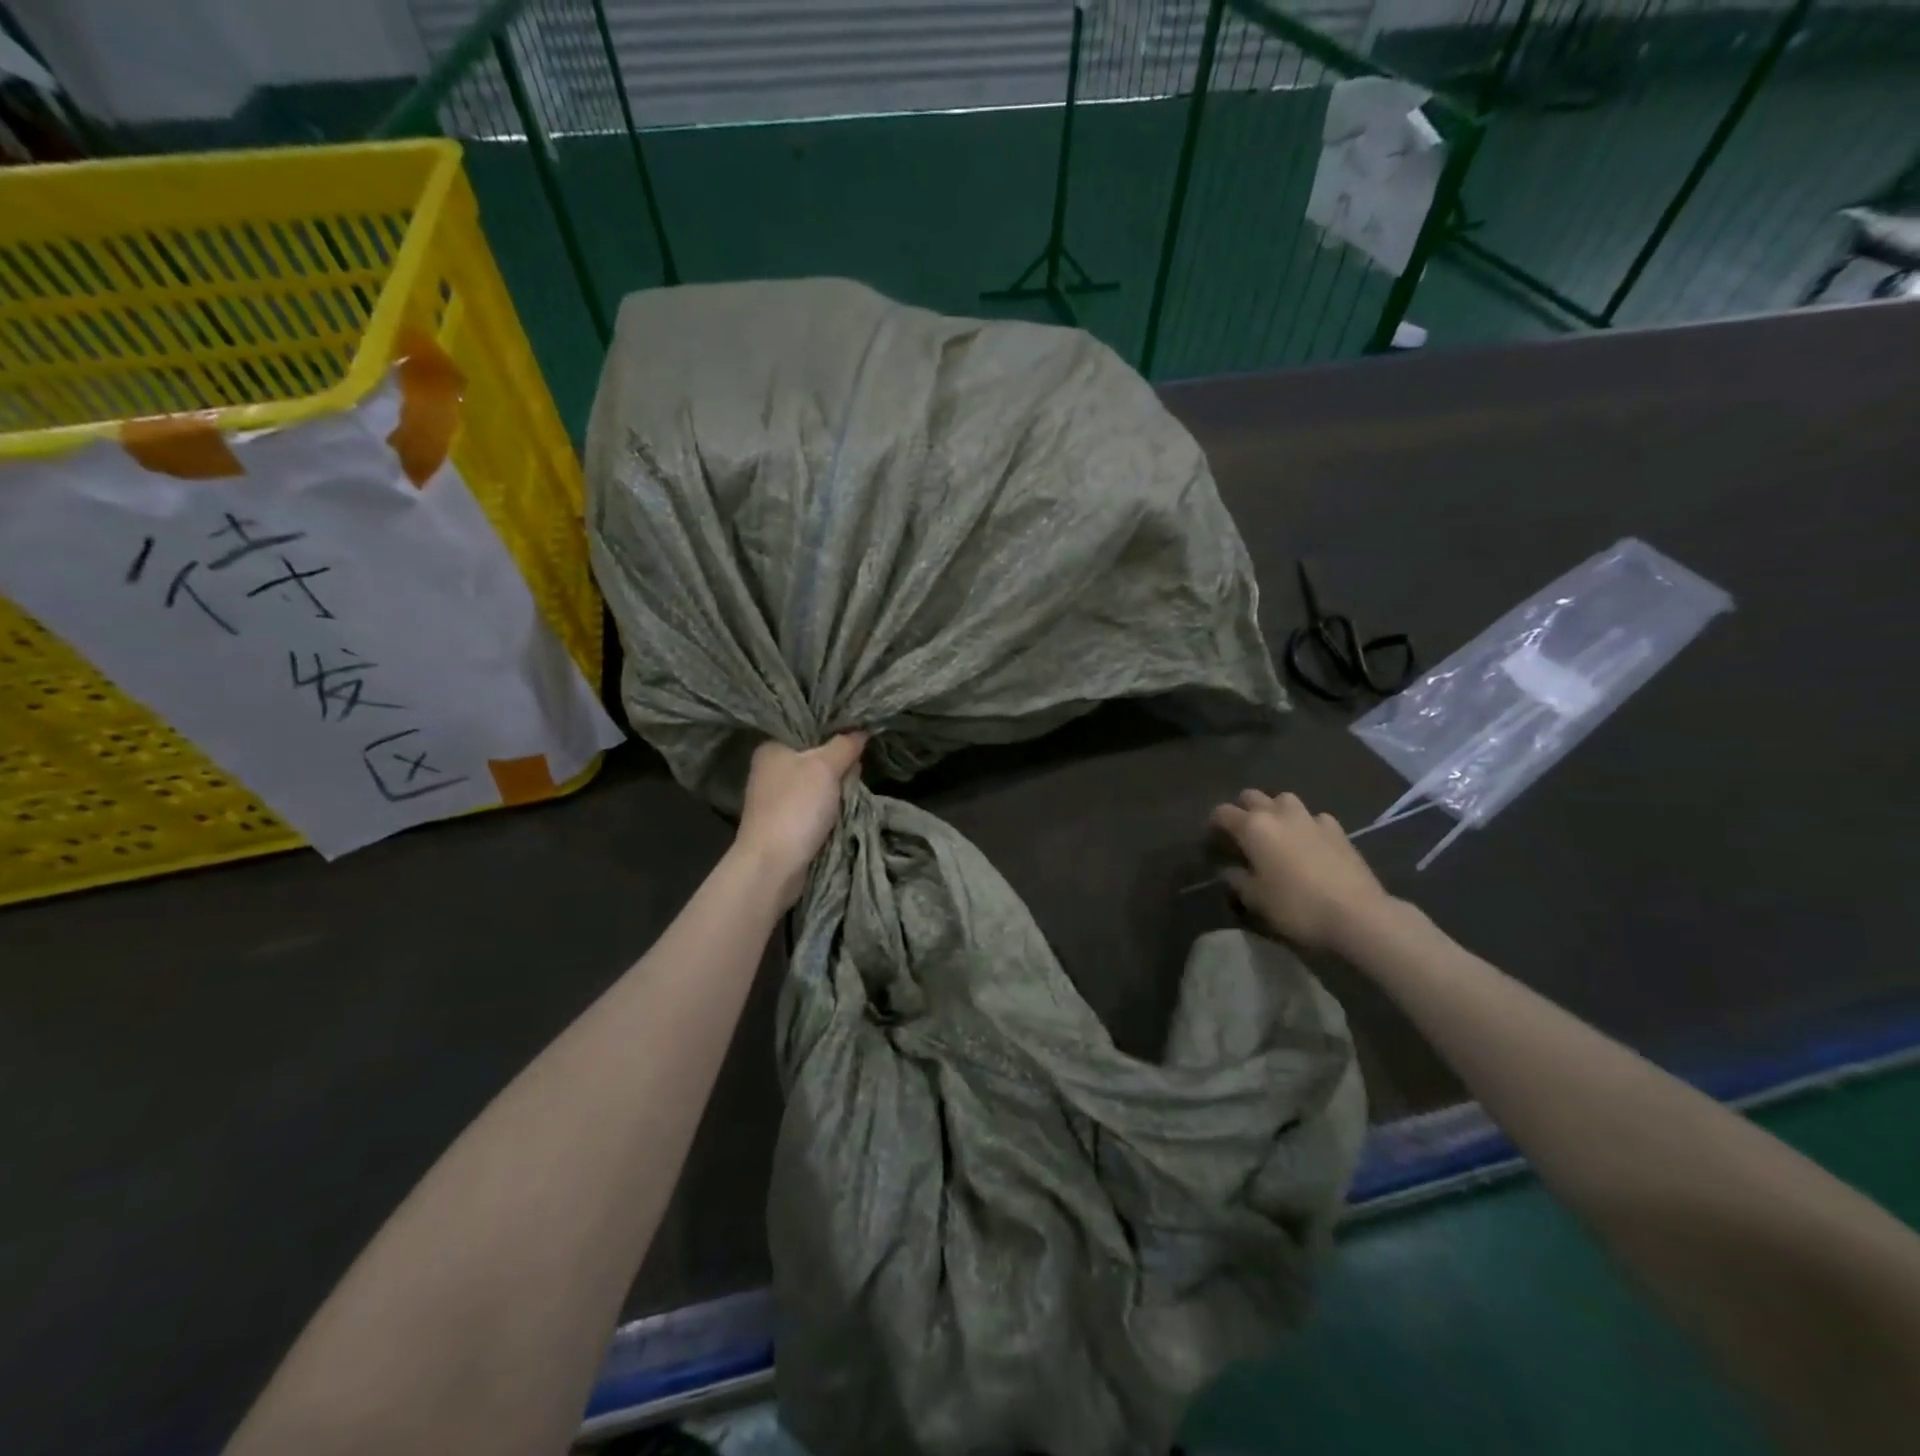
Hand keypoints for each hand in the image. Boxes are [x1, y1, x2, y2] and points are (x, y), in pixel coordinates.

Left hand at [735, 734, 867, 907]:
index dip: (833, 730)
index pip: (807, 729)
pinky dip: (829, 808)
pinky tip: (845, 808)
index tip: (858, 735)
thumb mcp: (826, 767)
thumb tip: (861, 731)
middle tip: (860, 765)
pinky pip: (814, 806)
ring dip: (837, 788)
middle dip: (839, 763)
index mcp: (771, 747)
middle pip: (815, 757)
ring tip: (856, 787)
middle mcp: (770, 769)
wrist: (774, 865)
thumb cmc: (796, 806)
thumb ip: (845, 745)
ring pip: (817, 783)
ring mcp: (776, 798)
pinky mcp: (784, 822)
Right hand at [1208, 790, 1394, 952]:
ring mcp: (1311, 818)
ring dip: (1275, 810)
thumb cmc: (1296, 907)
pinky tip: (1309, 841)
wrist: (1357, 914)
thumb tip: (1228, 868)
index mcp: (1253, 827)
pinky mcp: (1337, 829)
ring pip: (1284, 799)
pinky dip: (1306, 824)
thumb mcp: (1255, 899)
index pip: (1223, 812)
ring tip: (1276, 832)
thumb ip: (1236, 879)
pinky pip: (1314, 817)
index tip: (1213, 839)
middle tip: (1242, 833)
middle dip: (1243, 809)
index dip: (1214, 823)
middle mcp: (1279, 814)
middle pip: (1252, 796)